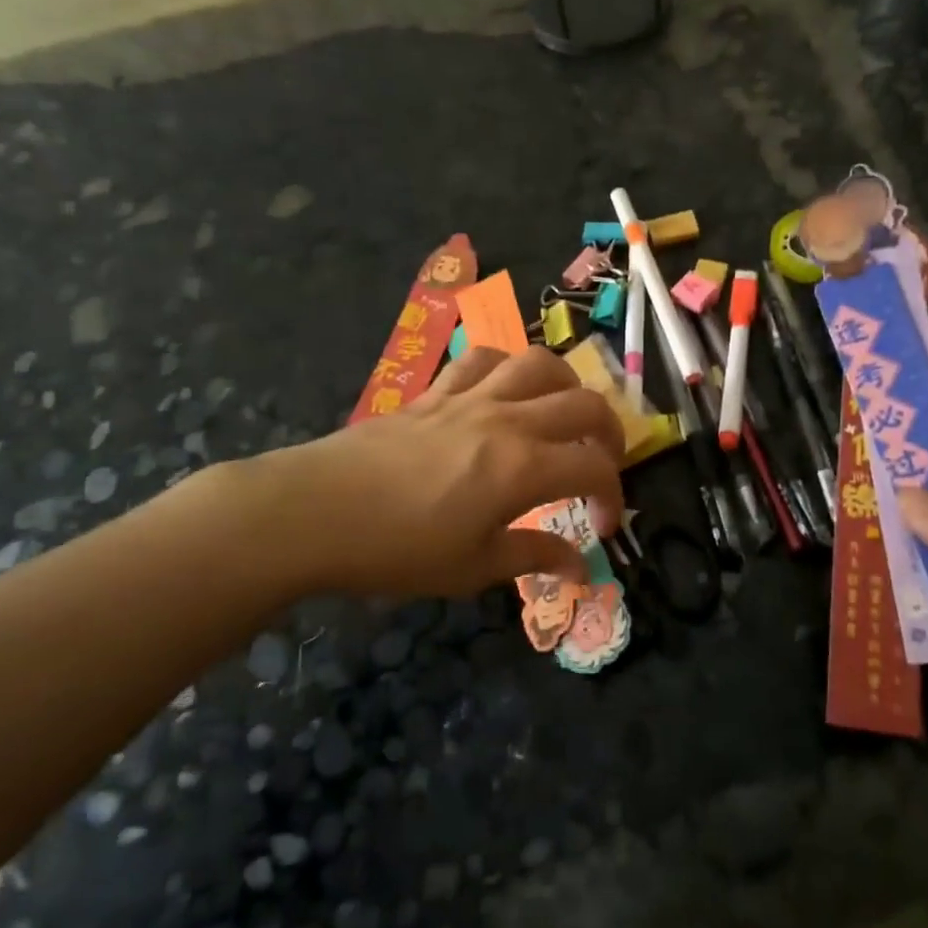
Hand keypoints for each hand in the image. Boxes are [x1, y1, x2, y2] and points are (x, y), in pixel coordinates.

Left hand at [235, 347, 625, 599]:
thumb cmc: (397, 549)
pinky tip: (504, 393)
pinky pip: (482, 359)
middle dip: (609, 433)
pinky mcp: (435, 393)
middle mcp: (507, 420)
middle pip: (583, 403)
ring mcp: (469, 398)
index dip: (613, 495)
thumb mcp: (473, 568)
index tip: (604, 526)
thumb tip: (578, 566)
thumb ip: (533, 556)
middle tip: (602, 462)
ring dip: (565, 384)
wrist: (314, 512)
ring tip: (562, 414)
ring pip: (538, 363)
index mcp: (523, 467)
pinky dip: (507, 368)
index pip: (595, 468)